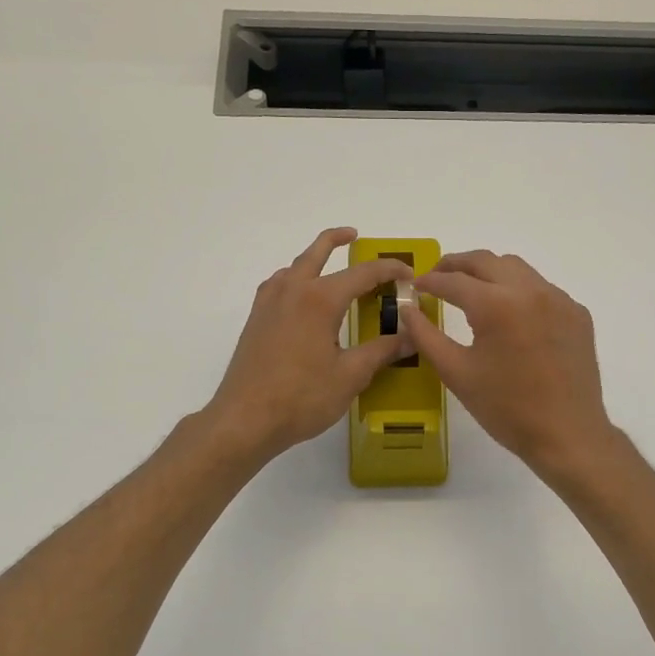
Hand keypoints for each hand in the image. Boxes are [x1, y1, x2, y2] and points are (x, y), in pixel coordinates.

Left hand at [203, 227, 411, 464]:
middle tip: (354, 236)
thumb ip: (381, 351)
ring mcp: (268, 304)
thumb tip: (410, 337)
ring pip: (293, 267)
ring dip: (313, 260)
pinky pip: (278, 286)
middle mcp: (292, 291)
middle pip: (316, 253)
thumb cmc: (301, 397)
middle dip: (337, 240)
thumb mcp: (350, 376)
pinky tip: (301, 300)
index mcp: (319, 299)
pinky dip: (294, 280)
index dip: (389, 270)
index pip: (362, 273)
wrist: (245, 419)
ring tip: (330, 268)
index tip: (408, 273)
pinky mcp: (255, 320)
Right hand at [399, 249, 617, 479]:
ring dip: (490, 273)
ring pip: (517, 269)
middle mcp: (530, 291)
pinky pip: (542, 289)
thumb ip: (426, 336)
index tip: (415, 286)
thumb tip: (408, 310)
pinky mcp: (577, 314)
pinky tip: (510, 315)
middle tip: (438, 276)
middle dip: (457, 265)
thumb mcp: (457, 373)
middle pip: (486, 261)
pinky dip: (519, 292)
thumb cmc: (506, 409)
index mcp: (497, 305)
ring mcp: (559, 300)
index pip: (454, 281)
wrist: (568, 435)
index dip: (430, 281)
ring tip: (471, 290)